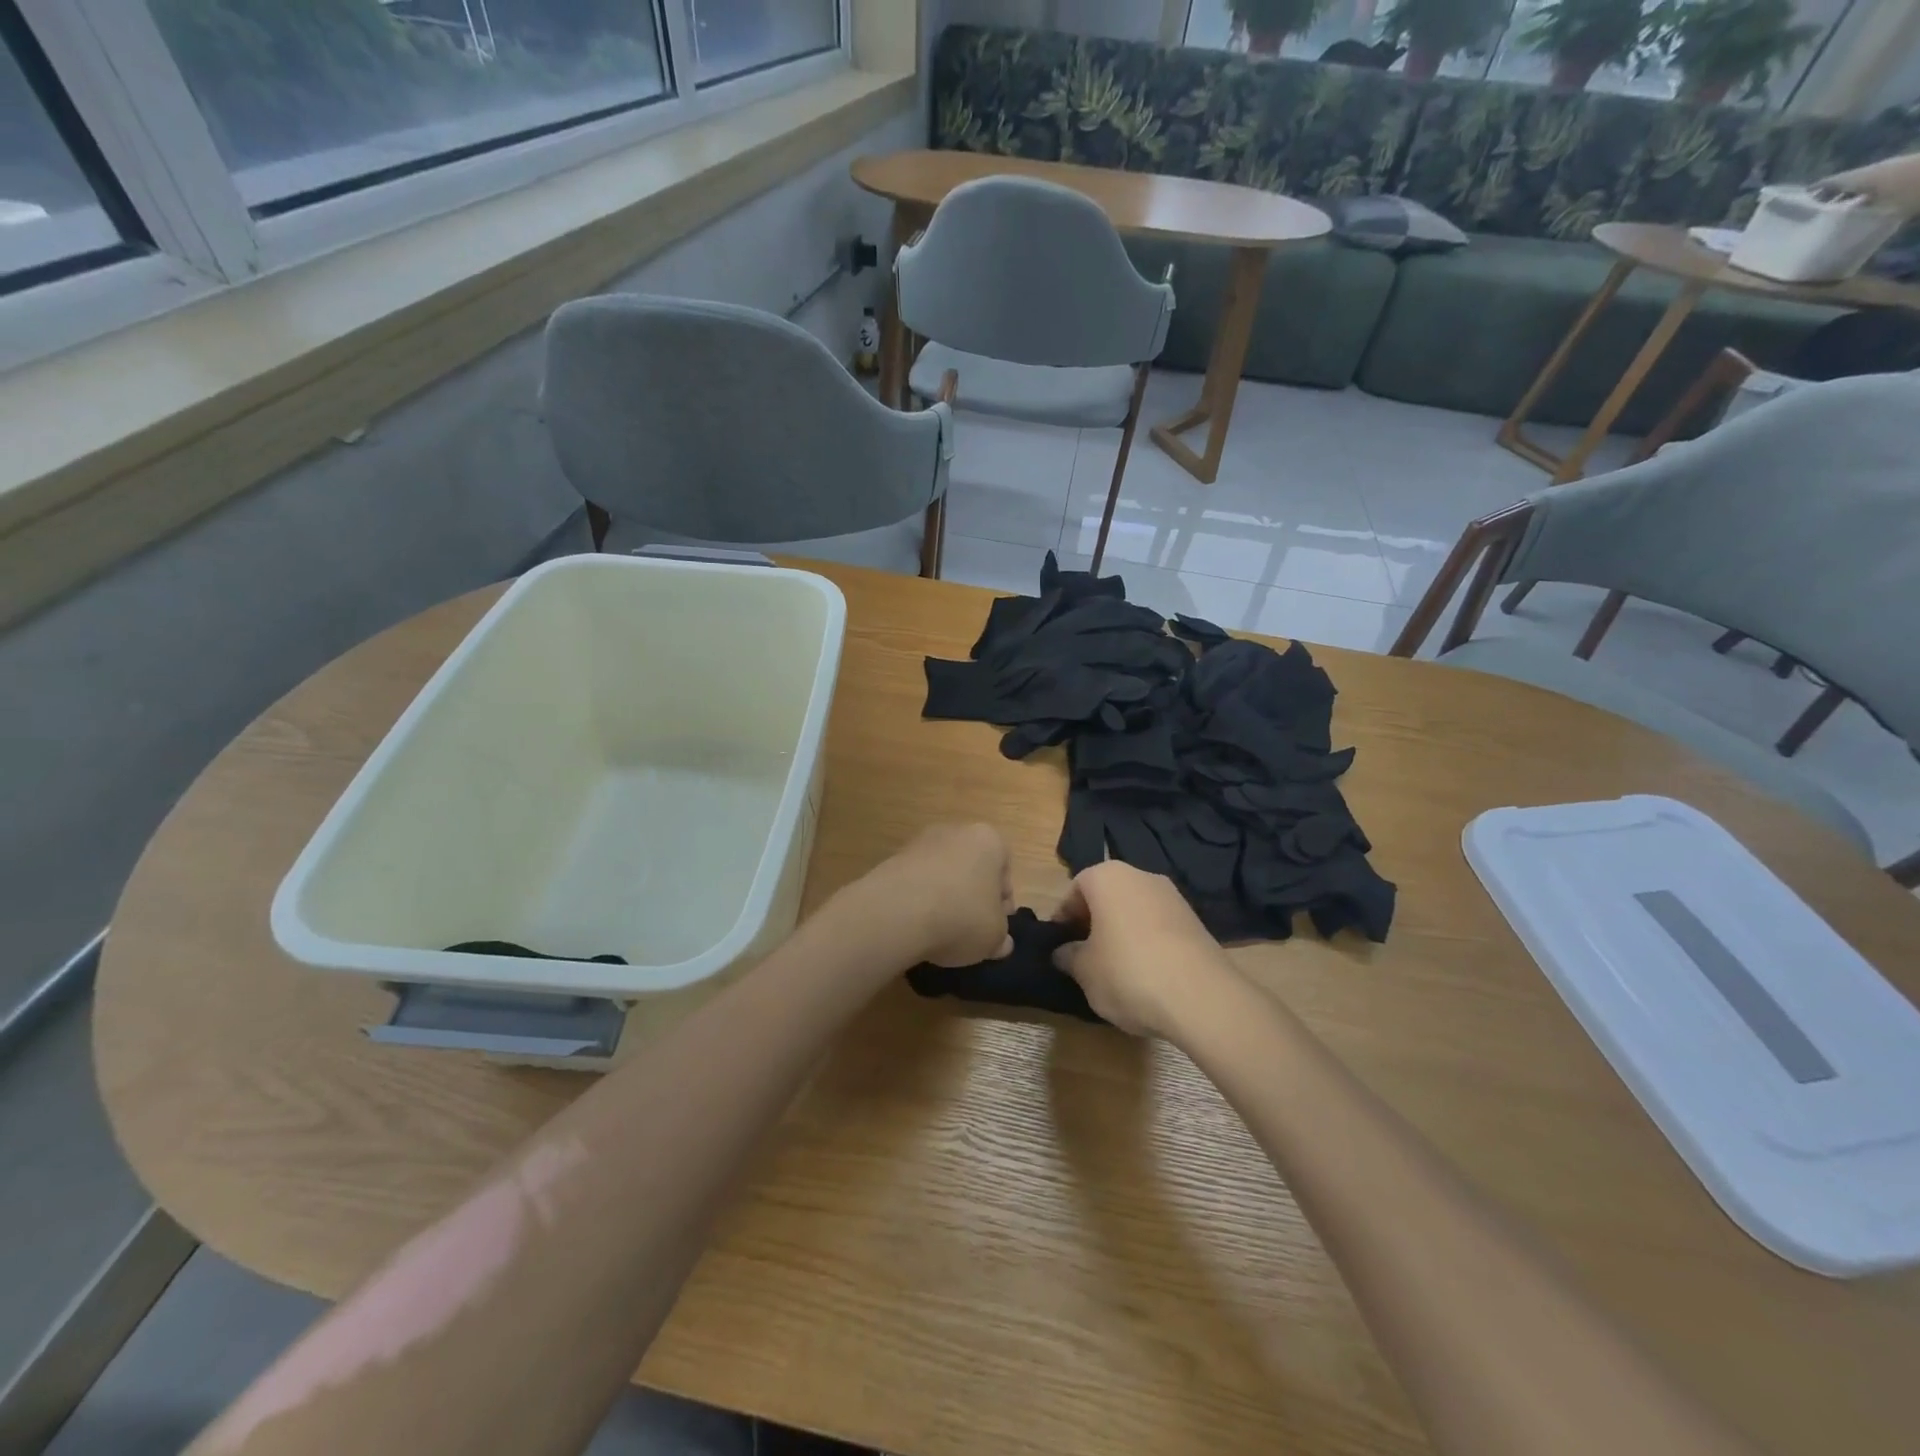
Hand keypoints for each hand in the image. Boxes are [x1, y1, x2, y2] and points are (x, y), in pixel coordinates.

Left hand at [850, 823, 1015, 967]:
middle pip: (971, 867)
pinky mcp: (892, 860)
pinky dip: (919, 900)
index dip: (1003, 901)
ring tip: (941, 931)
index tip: (996, 926)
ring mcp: (920, 843)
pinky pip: (916, 882)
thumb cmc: (962, 916)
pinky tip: (917, 926)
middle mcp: (955, 832)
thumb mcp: (994, 937)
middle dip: (973, 896)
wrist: (898, 912)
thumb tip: (1001, 943)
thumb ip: (1001, 937)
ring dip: (945, 897)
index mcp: (988, 840)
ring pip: (942, 873)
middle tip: (971, 929)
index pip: (1004, 868)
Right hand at [1051, 863, 1236, 1037]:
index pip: (1075, 889)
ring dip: (1121, 932)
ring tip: (1115, 969)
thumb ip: (1068, 956)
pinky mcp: (1195, 921)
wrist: (1202, 997)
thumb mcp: (1084, 970)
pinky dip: (1147, 942)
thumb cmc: (1128, 972)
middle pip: (1107, 895)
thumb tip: (1063, 952)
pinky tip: (1145, 974)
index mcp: (1108, 877)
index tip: (1061, 945)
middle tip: (1084, 956)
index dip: (1064, 917)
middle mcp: (1142, 876)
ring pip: (1134, 910)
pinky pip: (1158, 926)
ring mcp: (1173, 897)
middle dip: (1093, 922)